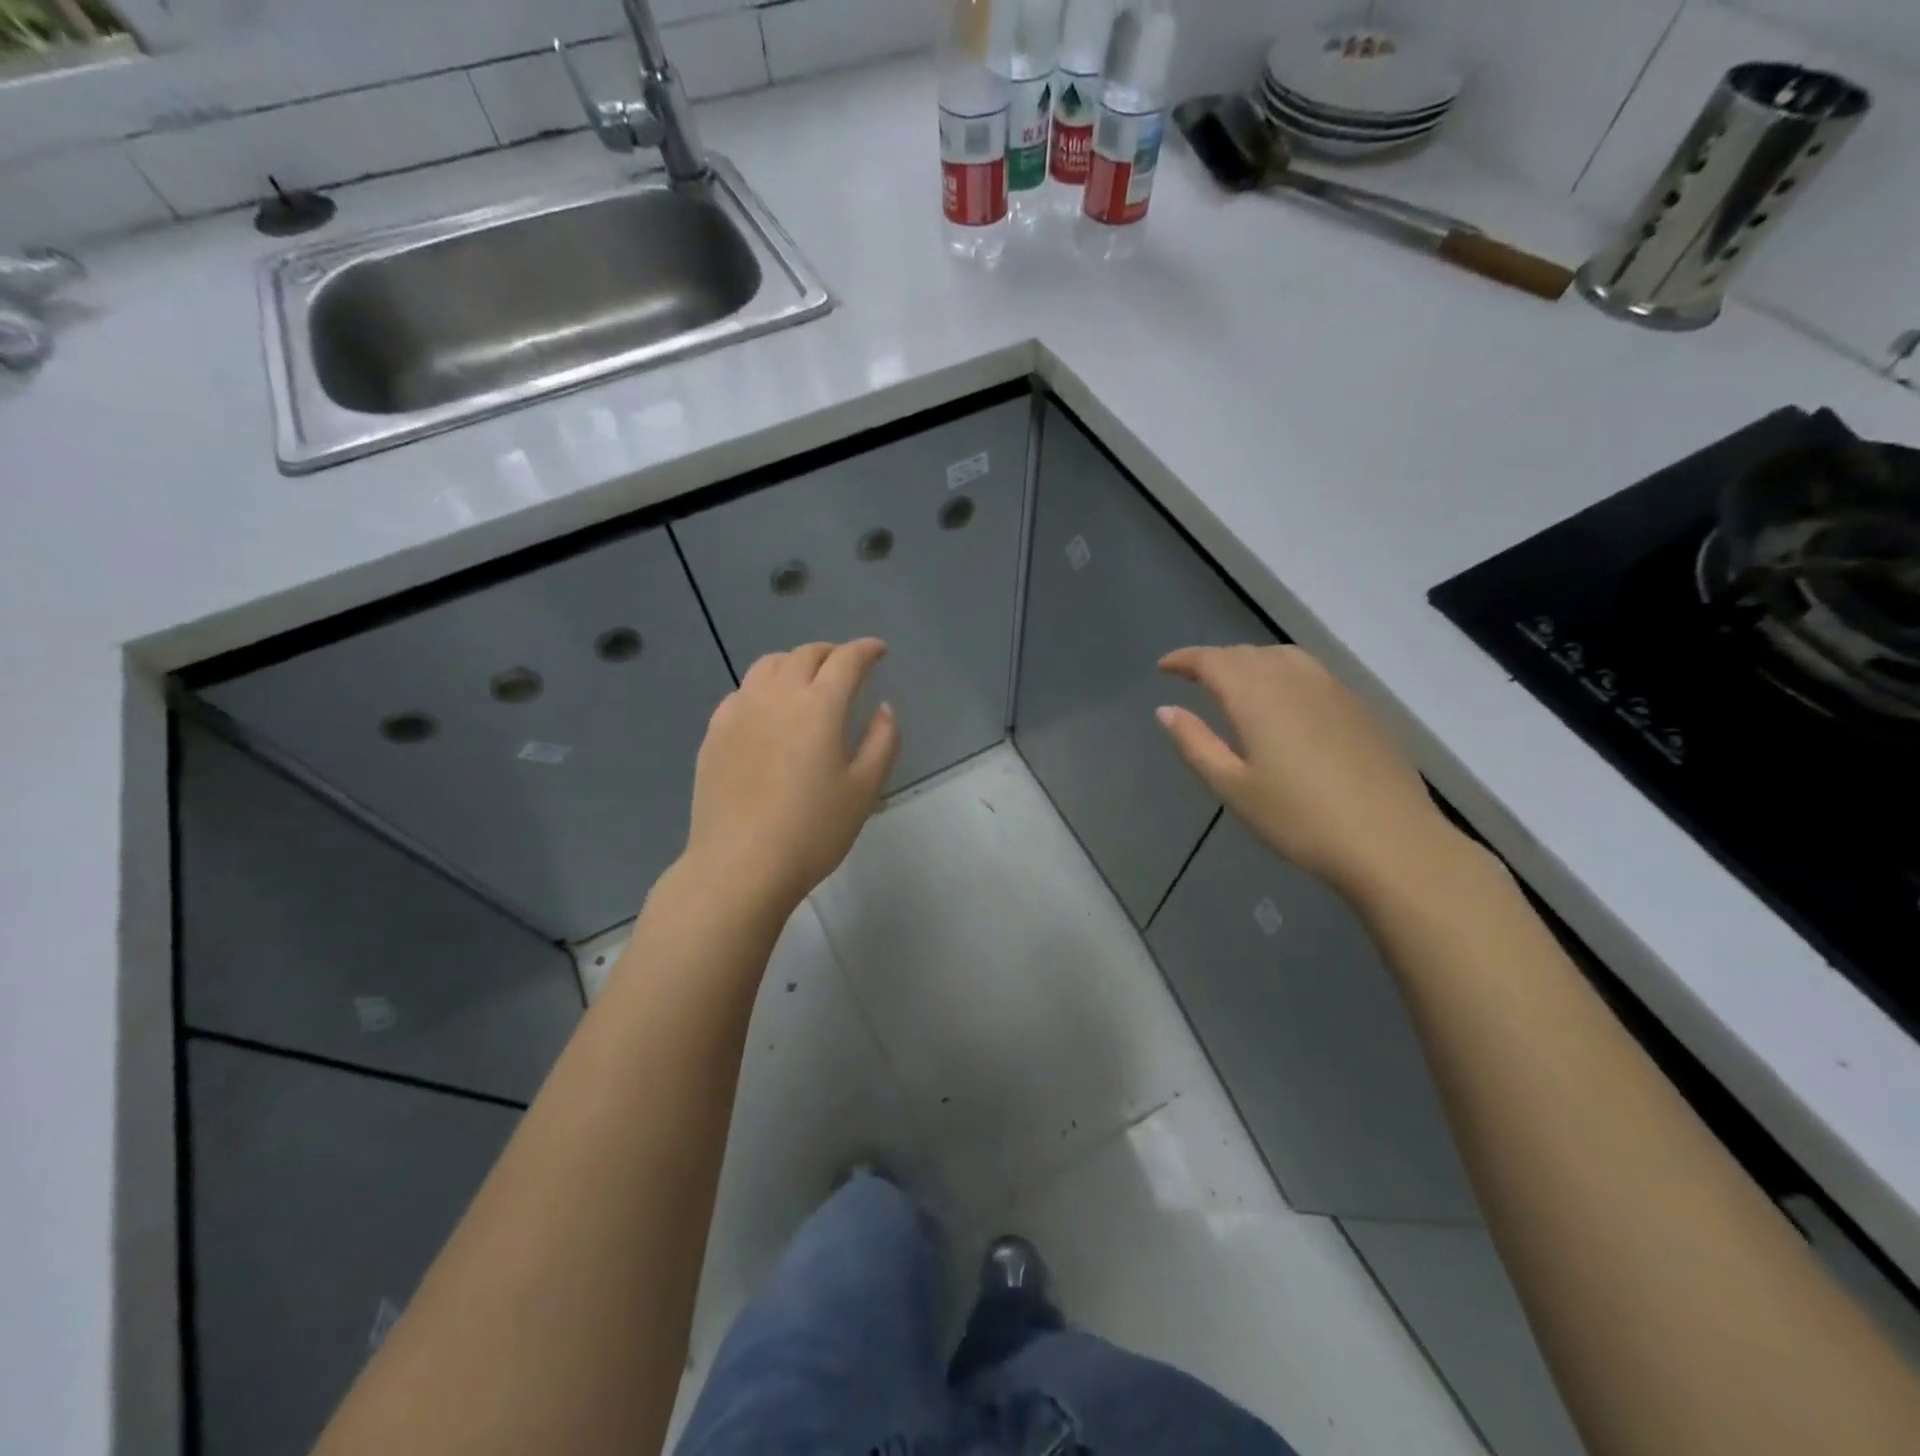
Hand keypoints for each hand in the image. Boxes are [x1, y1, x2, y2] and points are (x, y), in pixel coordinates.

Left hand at [681, 639, 899, 917]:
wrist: (740, 865)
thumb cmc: (812, 831)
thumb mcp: (863, 790)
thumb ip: (882, 741)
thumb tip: (884, 709)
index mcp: (818, 706)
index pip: (846, 660)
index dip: (866, 650)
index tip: (879, 651)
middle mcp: (776, 696)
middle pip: (805, 655)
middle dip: (831, 653)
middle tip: (846, 667)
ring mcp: (739, 712)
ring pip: (767, 666)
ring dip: (794, 663)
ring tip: (807, 680)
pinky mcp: (715, 733)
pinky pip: (742, 692)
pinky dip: (763, 687)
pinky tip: (768, 710)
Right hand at [1156, 645, 1460, 900]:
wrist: (1390, 841)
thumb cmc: (1298, 819)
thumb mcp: (1233, 788)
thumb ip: (1196, 743)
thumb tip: (1165, 710)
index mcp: (1257, 697)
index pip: (1213, 661)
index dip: (1185, 659)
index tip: (1164, 667)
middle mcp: (1294, 680)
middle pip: (1247, 654)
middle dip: (1215, 660)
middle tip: (1194, 678)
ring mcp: (1332, 690)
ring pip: (1282, 656)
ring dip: (1250, 660)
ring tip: (1236, 681)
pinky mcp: (1359, 707)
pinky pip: (1310, 671)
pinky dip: (1282, 671)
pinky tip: (1284, 699)